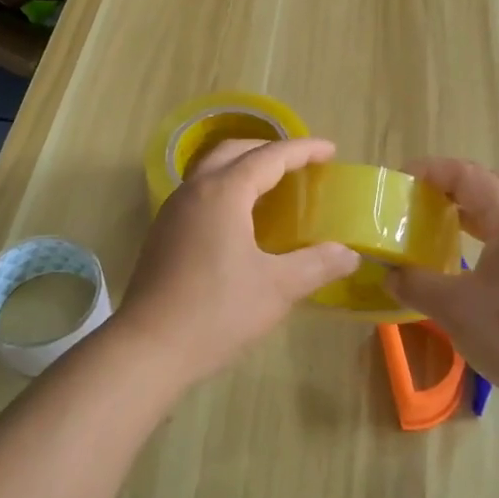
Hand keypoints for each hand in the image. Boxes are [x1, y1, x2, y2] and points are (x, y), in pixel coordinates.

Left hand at [119, 137, 359, 386]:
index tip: (330, 150)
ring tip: (273, 188)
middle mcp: (194, 191)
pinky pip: (199, 194)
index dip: (302, 150)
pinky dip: (226, 190)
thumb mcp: (277, 288)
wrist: (148, 348)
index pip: (269, 157)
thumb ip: (317, 265)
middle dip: (269, 150)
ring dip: (243, 168)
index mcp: (223, 192)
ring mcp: (172, 211)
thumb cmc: (217, 312)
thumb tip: (349, 254)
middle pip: (233, 151)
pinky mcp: (162, 233)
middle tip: (300, 164)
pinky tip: (240, 221)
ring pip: (210, 171)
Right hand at [385, 159, 498, 423]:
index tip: (399, 181)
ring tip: (433, 228)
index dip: (431, 170)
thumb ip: (417, 286)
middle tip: (415, 201)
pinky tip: (462, 267)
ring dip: (466, 215)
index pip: (467, 175)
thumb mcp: (456, 309)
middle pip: (488, 188)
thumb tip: (390, 275)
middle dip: (449, 188)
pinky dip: (480, 241)